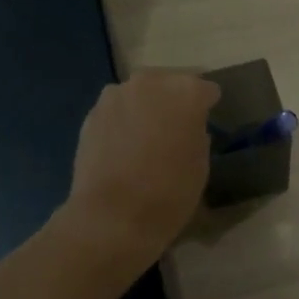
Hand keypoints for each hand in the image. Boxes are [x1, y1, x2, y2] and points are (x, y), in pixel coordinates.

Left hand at [63, 70, 219, 269]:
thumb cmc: (170, 193)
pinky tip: (125, 147)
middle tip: (177, 128)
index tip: (207, 123)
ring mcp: (115, 96)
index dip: (207, 107)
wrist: (113, 215)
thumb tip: (188, 129)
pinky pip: (117, 111)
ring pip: (139, 94)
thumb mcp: (201, 166)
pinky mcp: (91, 114)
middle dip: (174, 101)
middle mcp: (149, 83)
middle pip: (169, 83)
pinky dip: (124, 123)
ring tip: (148, 137)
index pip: (206, 90)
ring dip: (146, 108)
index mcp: (185, 92)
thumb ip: (197, 136)